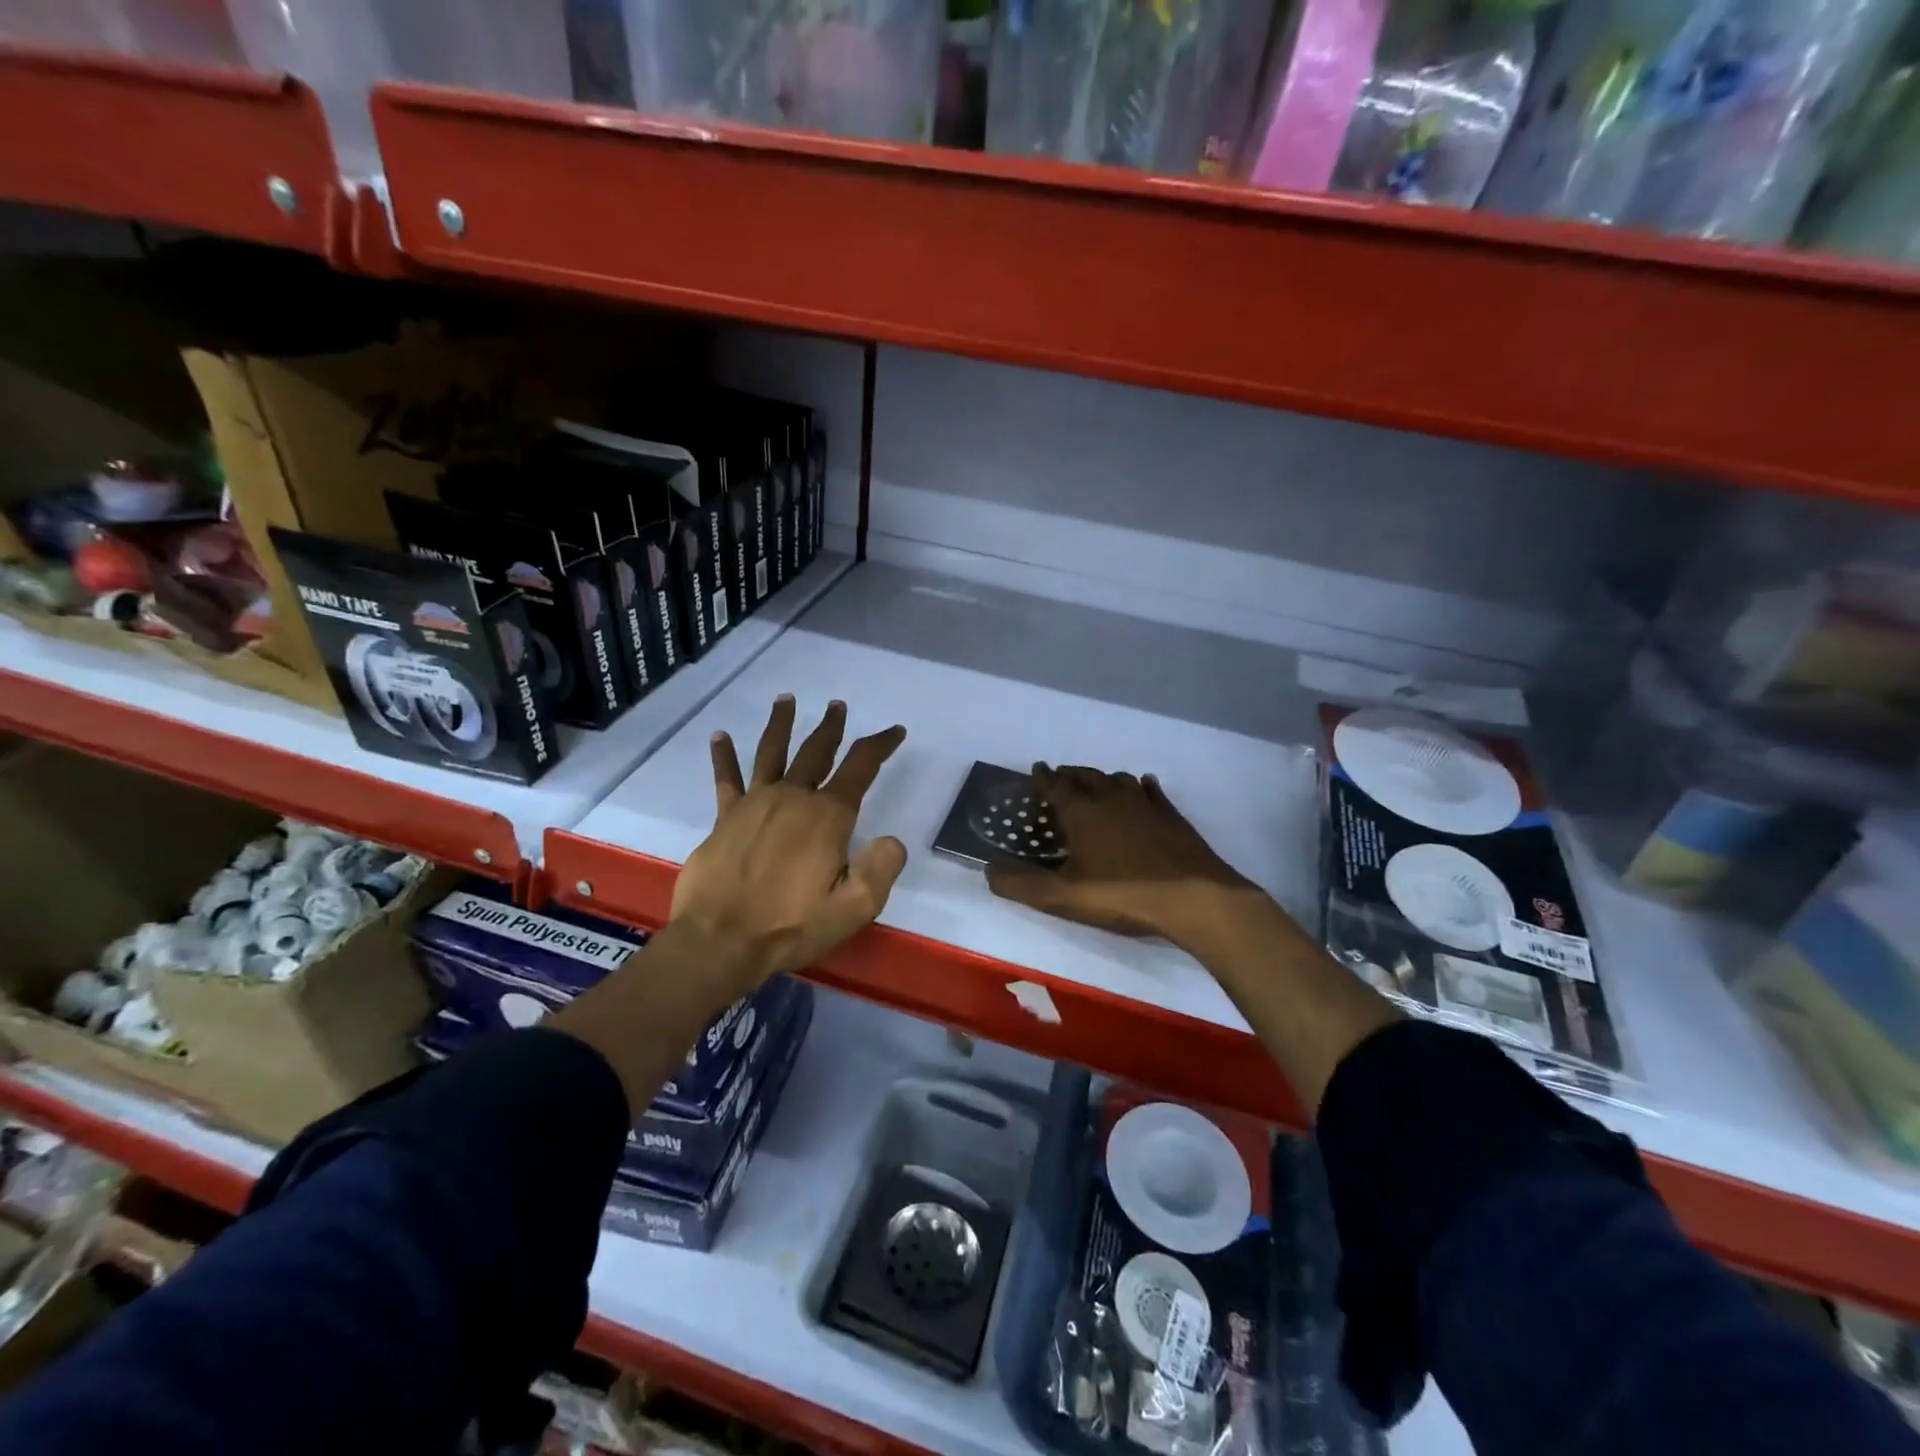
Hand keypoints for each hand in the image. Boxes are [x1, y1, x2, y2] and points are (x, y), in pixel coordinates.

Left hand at [670, 695, 907, 989]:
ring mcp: (755, 804)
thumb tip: (892, 840)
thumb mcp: (854, 907)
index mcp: (828, 816)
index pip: (861, 767)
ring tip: (786, 700)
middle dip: (831, 727)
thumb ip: (881, 869)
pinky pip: (727, 779)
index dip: (880, 744)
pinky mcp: (725, 818)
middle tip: (838, 706)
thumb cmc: (791, 925)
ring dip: (781, 724)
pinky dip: (724, 757)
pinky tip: (720, 735)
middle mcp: (793, 797)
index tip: (895, 731)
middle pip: (816, 751)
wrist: (720, 940)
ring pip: (772, 752)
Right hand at [985, 766, 1257, 950]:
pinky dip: (1141, 786)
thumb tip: (987, 870)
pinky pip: (1151, 791)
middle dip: (1070, 774)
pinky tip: (1143, 787)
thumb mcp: (1062, 897)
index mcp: (1082, 813)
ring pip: (1118, 779)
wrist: (1194, 898)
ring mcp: (1145, 805)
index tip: (1036, 768)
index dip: (1043, 777)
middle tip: (1061, 775)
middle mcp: (1111, 798)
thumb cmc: (1122, 895)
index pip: (1056, 786)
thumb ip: (1020, 884)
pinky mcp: (1172, 816)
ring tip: (1096, 783)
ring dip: (1102, 778)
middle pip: (1086, 776)